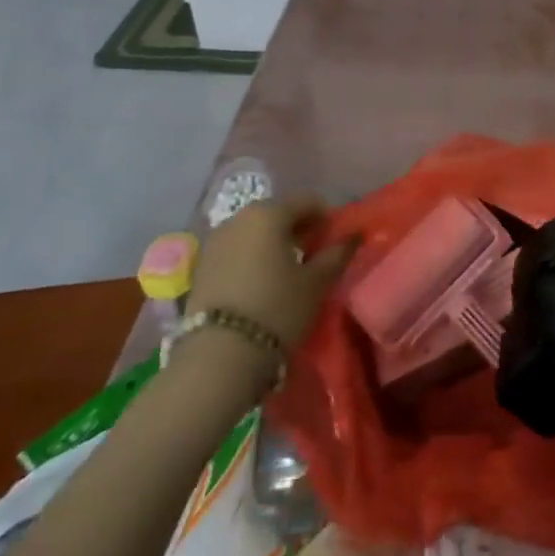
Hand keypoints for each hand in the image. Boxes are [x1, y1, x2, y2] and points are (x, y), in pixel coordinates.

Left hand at [187, 197, 357, 349]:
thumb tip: (353, 236)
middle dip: (298, 228)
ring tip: (288, 271)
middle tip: (315, 254)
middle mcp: (238, 218)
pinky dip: (252, 257)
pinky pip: (236, 250)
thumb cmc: (278, 309)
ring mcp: (215, 241)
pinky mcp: (200, 266)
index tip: (335, 240)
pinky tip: (261, 283)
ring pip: (254, 231)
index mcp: (269, 213)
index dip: (326, 217)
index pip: (307, 200)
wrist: (219, 355)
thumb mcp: (316, 282)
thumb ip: (338, 253)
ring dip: (273, 243)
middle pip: (278, 213)